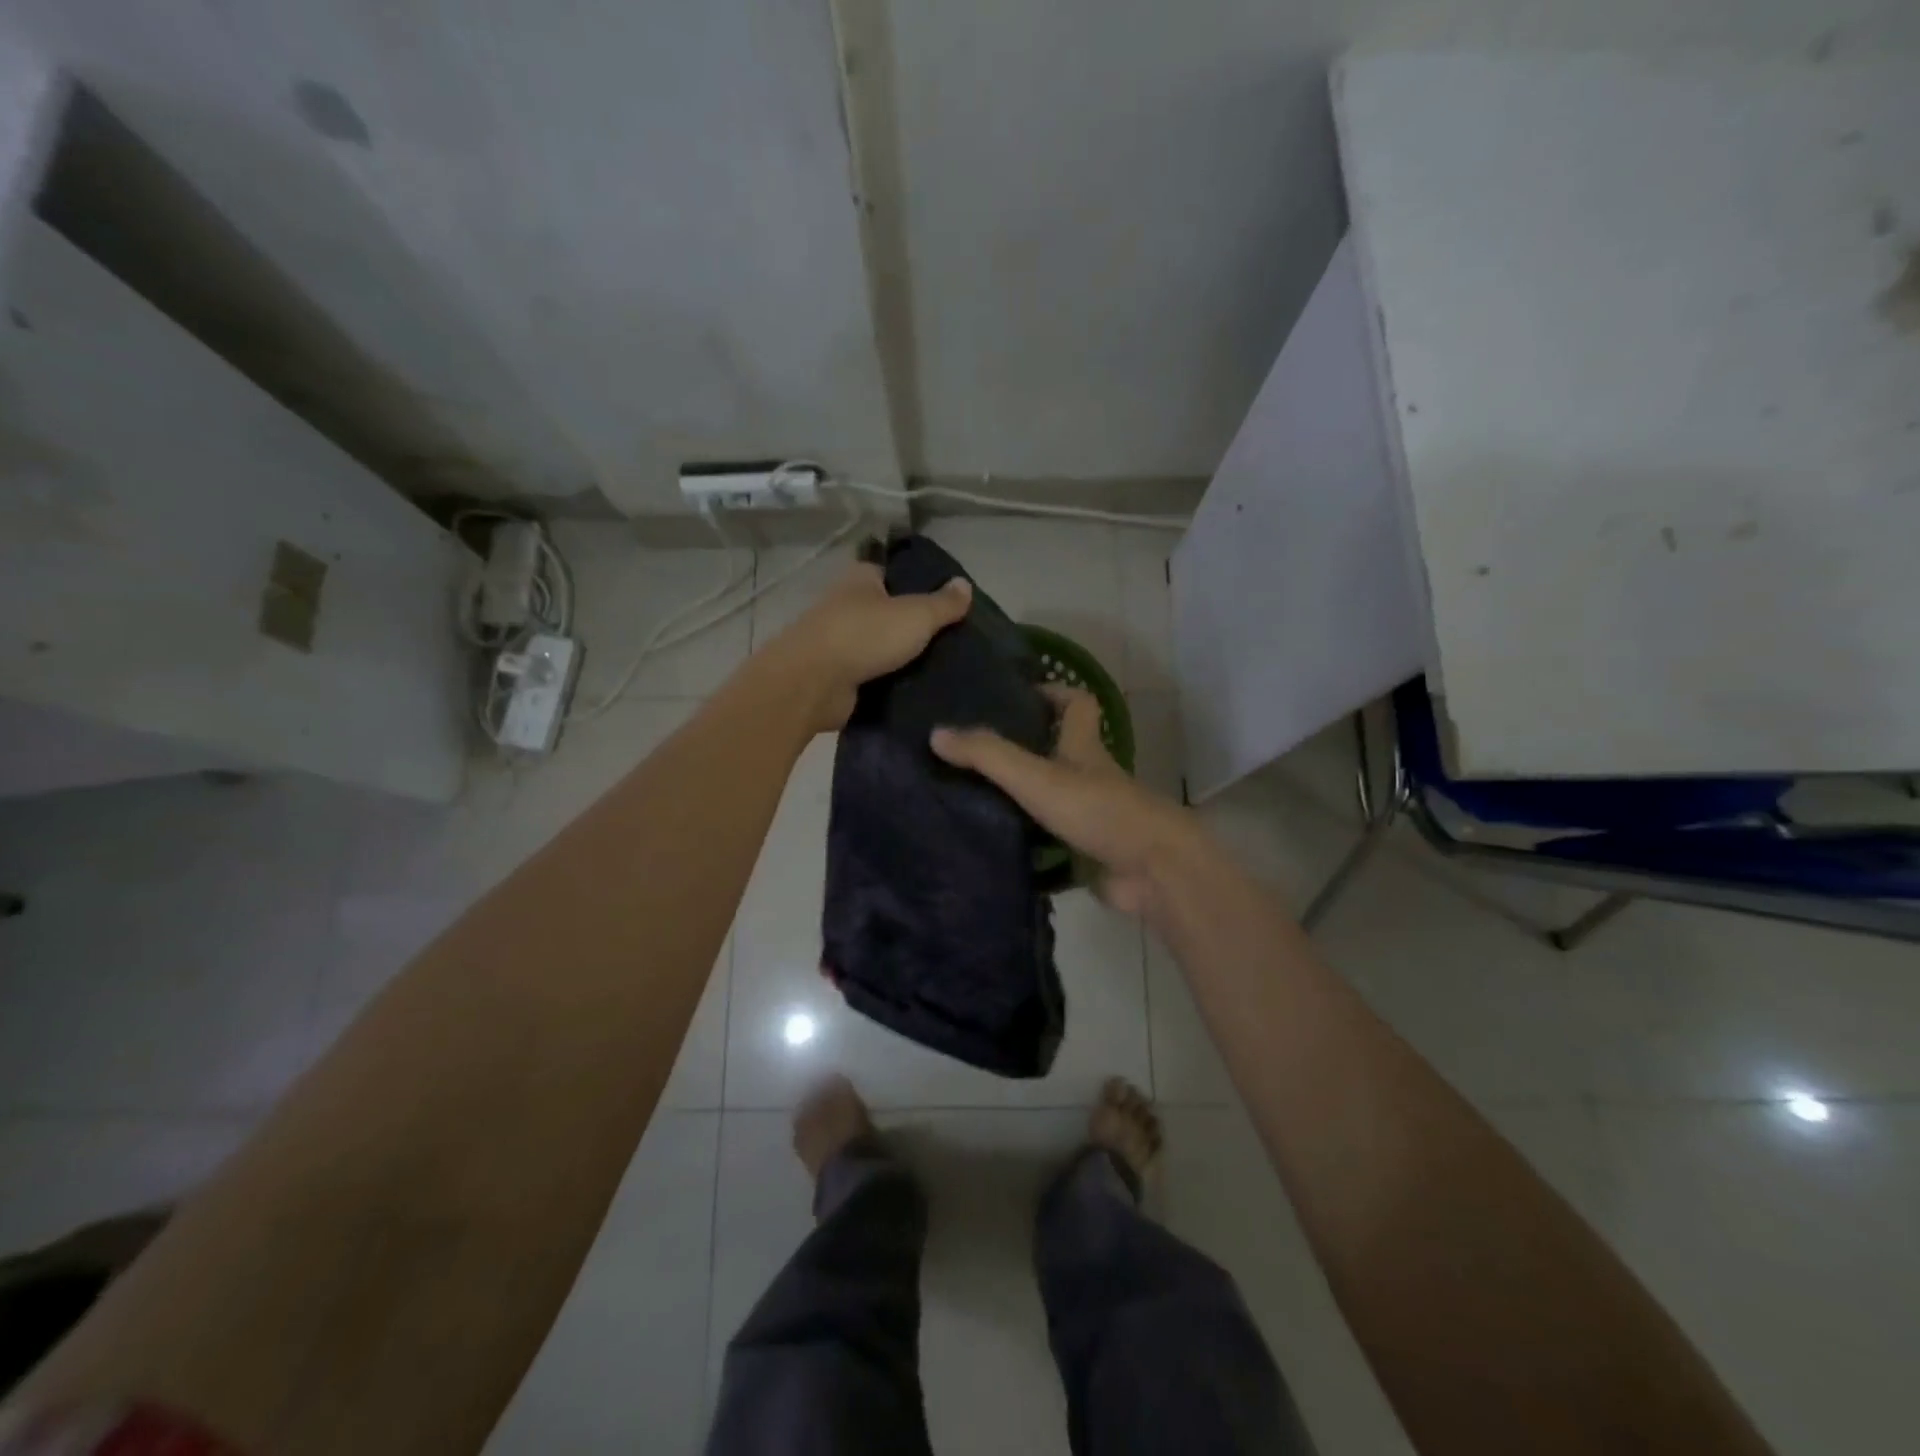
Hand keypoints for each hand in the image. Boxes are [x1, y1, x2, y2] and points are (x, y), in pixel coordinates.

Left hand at [764, 560, 972, 730]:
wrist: (812, 684)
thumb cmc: (864, 636)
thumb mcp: (916, 615)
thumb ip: (943, 602)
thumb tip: (965, 584)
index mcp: (860, 579)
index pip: (894, 574)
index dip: (920, 586)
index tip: (949, 605)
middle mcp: (846, 605)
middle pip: (889, 612)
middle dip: (914, 626)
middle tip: (953, 642)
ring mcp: (838, 642)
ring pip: (880, 646)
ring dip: (902, 658)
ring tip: (942, 669)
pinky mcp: (836, 676)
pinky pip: (871, 675)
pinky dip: (888, 682)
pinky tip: (917, 691)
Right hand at [931, 686, 1204, 917]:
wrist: (1152, 870)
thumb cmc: (1097, 810)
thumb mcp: (1036, 776)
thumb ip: (988, 755)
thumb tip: (937, 733)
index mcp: (1083, 747)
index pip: (1076, 704)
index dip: (1051, 692)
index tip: (1015, 696)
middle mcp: (1089, 776)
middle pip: (1059, 751)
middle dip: (1022, 748)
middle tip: (974, 752)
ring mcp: (1091, 815)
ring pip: (1051, 798)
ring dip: (1020, 798)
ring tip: (969, 796)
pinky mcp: (1089, 851)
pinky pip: (1051, 842)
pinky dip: (1027, 843)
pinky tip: (992, 845)